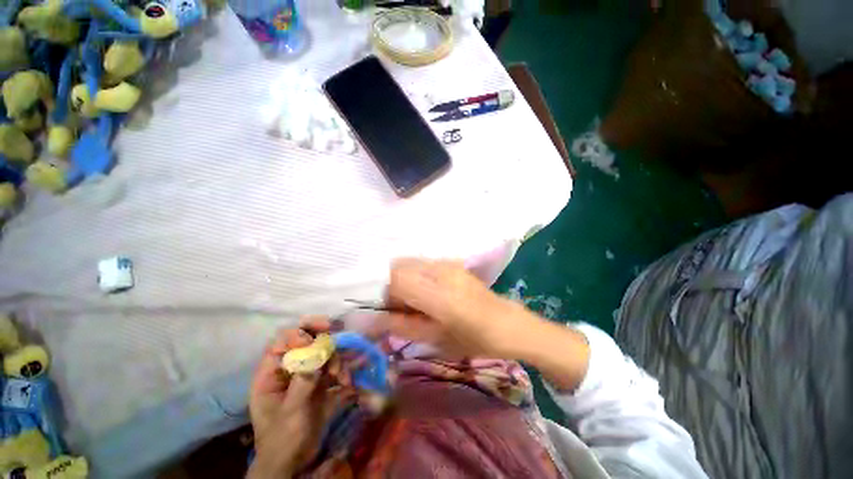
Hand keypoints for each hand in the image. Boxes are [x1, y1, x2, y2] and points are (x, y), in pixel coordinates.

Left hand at [248, 321, 335, 477]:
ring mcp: (306, 376)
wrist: (294, 463)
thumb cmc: (281, 440)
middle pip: (306, 342)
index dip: (298, 334)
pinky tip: (347, 383)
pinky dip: (343, 371)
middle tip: (337, 337)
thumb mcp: (290, 412)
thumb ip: (302, 383)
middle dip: (323, 341)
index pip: (282, 342)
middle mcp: (290, 370)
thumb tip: (316, 355)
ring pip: (323, 354)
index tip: (314, 339)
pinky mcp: (321, 384)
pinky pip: (334, 369)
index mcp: (272, 374)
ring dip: (336, 359)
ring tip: (341, 376)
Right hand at [378, 258, 530, 358]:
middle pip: (399, 266)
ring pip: (409, 263)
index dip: (385, 293)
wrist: (506, 323)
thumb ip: (401, 326)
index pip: (396, 278)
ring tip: (414, 300)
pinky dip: (415, 275)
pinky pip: (422, 263)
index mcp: (438, 294)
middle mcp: (440, 271)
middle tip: (401, 307)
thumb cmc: (472, 339)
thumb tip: (372, 319)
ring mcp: (447, 263)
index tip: (390, 310)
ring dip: (403, 279)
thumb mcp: (434, 339)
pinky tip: (427, 292)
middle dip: (392, 285)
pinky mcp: (451, 262)